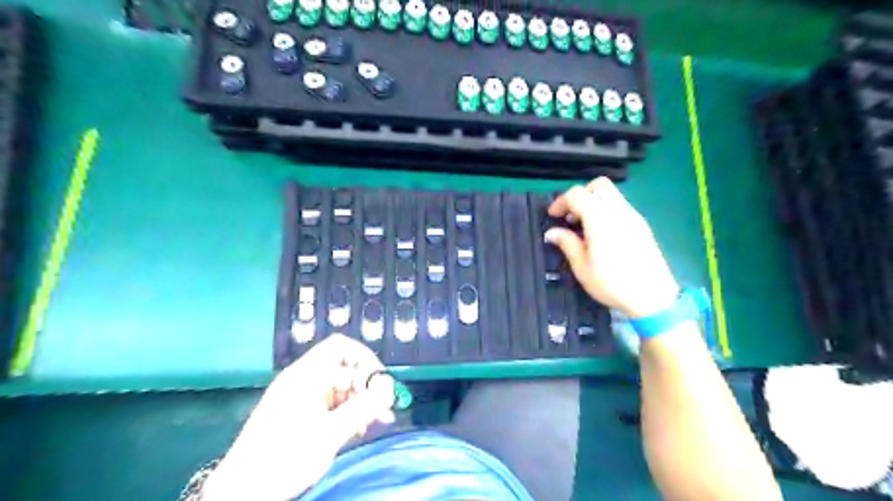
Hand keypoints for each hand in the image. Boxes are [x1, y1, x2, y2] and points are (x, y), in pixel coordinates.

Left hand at [208, 334, 394, 500]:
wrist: (241, 494)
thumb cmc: (283, 458)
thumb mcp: (330, 433)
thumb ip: (364, 408)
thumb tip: (390, 389)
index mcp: (304, 375)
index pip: (340, 347)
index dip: (364, 358)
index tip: (380, 381)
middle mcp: (303, 381)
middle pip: (344, 369)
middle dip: (367, 387)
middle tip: (385, 409)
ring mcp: (301, 398)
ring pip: (341, 389)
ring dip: (360, 403)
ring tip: (374, 424)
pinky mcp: (301, 416)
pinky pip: (332, 405)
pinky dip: (348, 413)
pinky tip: (358, 430)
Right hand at [544, 177, 676, 316]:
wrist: (653, 297)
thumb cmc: (612, 283)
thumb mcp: (582, 267)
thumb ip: (567, 243)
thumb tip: (552, 232)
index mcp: (600, 219)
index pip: (577, 194)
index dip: (561, 201)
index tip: (553, 216)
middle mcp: (618, 211)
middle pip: (599, 185)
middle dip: (581, 195)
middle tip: (571, 216)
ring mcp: (633, 216)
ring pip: (611, 194)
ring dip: (594, 202)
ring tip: (584, 227)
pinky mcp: (642, 225)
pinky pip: (620, 206)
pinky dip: (606, 211)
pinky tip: (601, 234)